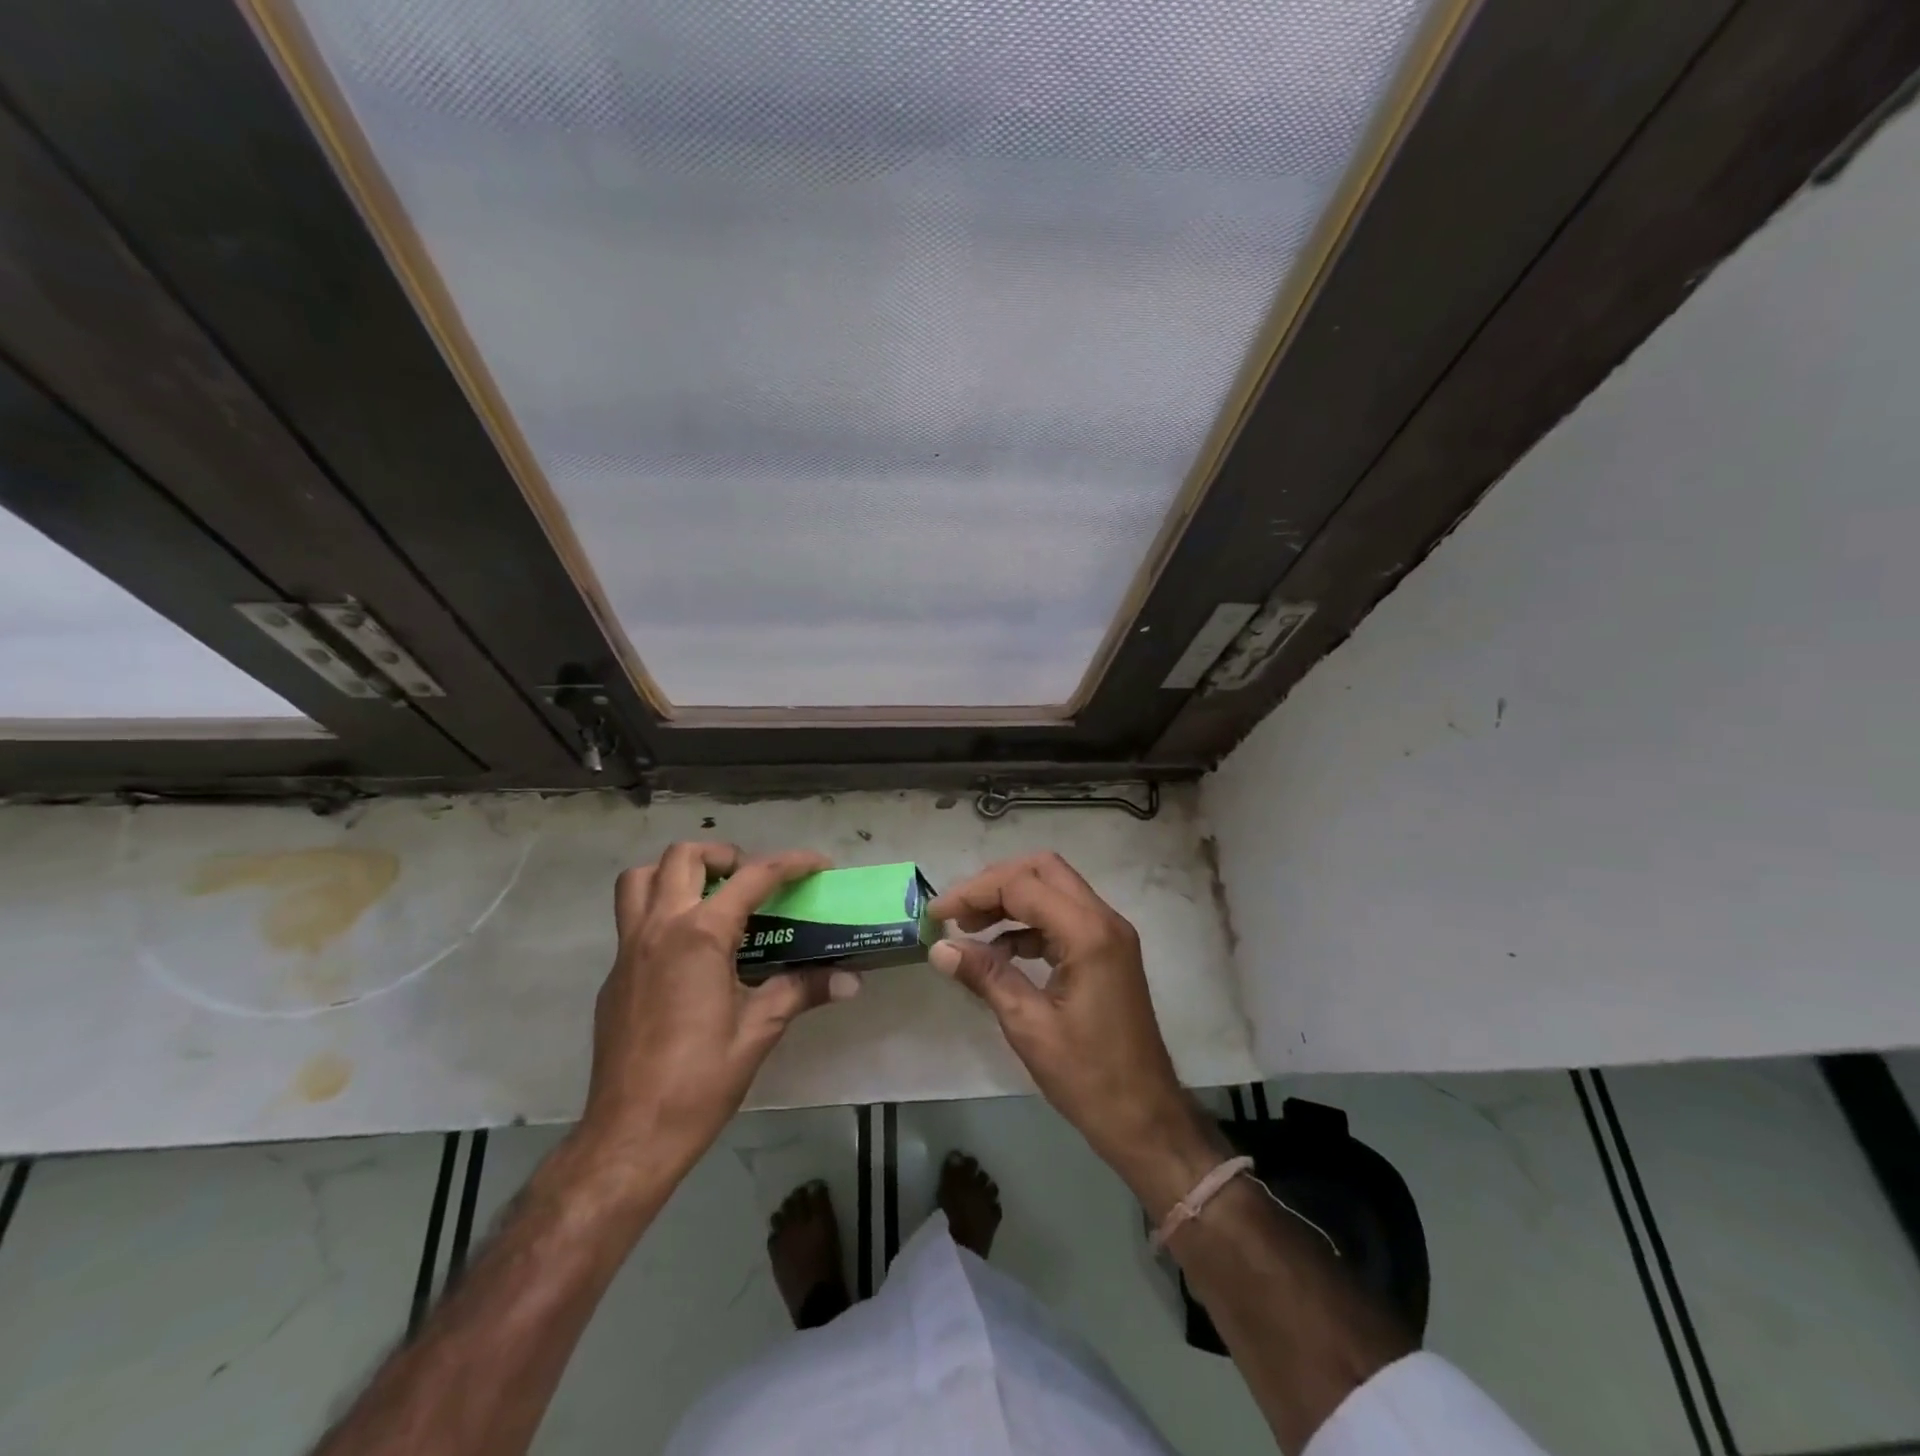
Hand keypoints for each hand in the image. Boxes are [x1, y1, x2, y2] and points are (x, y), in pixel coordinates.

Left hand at [579, 842, 858, 1182]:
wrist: (630, 1134)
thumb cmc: (700, 1080)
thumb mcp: (759, 1030)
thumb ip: (802, 991)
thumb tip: (851, 980)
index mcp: (699, 936)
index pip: (753, 878)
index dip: (791, 864)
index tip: (819, 866)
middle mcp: (659, 928)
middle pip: (684, 857)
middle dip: (725, 856)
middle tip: (752, 883)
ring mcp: (628, 949)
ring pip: (642, 878)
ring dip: (677, 873)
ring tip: (710, 898)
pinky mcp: (614, 974)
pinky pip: (631, 917)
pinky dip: (661, 909)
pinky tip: (689, 951)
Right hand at [928, 853, 1221, 1214]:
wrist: (1145, 1118)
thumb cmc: (1088, 1076)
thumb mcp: (1028, 1026)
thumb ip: (985, 976)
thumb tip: (939, 948)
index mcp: (1088, 933)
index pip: (1022, 885)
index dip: (974, 893)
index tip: (937, 915)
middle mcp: (1104, 920)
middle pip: (1043, 870)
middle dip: (995, 884)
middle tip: (958, 913)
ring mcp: (1110, 934)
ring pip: (1054, 888)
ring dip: (1011, 900)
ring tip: (971, 929)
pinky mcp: (1107, 951)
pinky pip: (1063, 916)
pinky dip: (1029, 922)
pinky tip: (1001, 950)